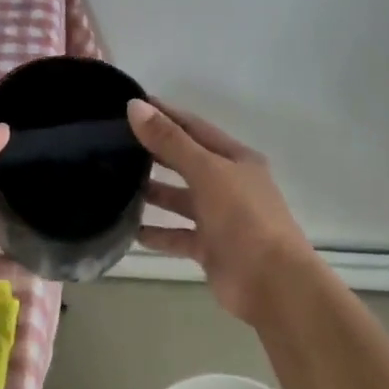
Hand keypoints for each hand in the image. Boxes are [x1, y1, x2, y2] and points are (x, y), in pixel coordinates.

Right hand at [128, 98, 317, 322]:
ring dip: (153, 192)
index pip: (194, 127)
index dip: (165, 114)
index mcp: (236, 159)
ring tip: (115, 183)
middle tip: (115, 142)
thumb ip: (170, 141)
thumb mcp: (207, 172)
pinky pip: (178, 235)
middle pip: (186, 161)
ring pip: (181, 199)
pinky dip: (157, 233)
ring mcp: (221, 218)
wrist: (273, 284)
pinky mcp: (211, 248)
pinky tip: (129, 230)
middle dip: (155, 152)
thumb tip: (136, 106)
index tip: (132, 104)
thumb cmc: (244, 218)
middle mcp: (229, 184)